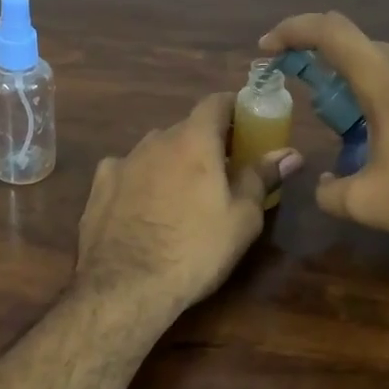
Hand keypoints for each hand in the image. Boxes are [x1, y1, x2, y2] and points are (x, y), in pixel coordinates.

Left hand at [76, 93, 302, 315]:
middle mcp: (155, 141)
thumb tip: (289, 153)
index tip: (247, 126)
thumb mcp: (242, 218)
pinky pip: (127, 172)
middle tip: (222, 172)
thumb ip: (262, 177)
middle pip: (186, 128)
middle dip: (206, 143)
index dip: (234, 109)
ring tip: (182, 195)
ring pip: (155, 150)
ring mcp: (123, 162)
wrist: (125, 286)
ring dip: (172, 162)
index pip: (216, 102)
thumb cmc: (196, 250)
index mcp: (193, 140)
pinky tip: (143, 207)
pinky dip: (140, 180)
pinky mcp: (99, 186)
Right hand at [258, 12, 388, 252]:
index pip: (332, 32)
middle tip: (324, 111)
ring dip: (370, 86)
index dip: (293, 30)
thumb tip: (325, 182)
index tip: (270, 48)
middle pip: (364, 49)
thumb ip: (329, 191)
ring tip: (370, 130)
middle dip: (332, 71)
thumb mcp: (369, 206)